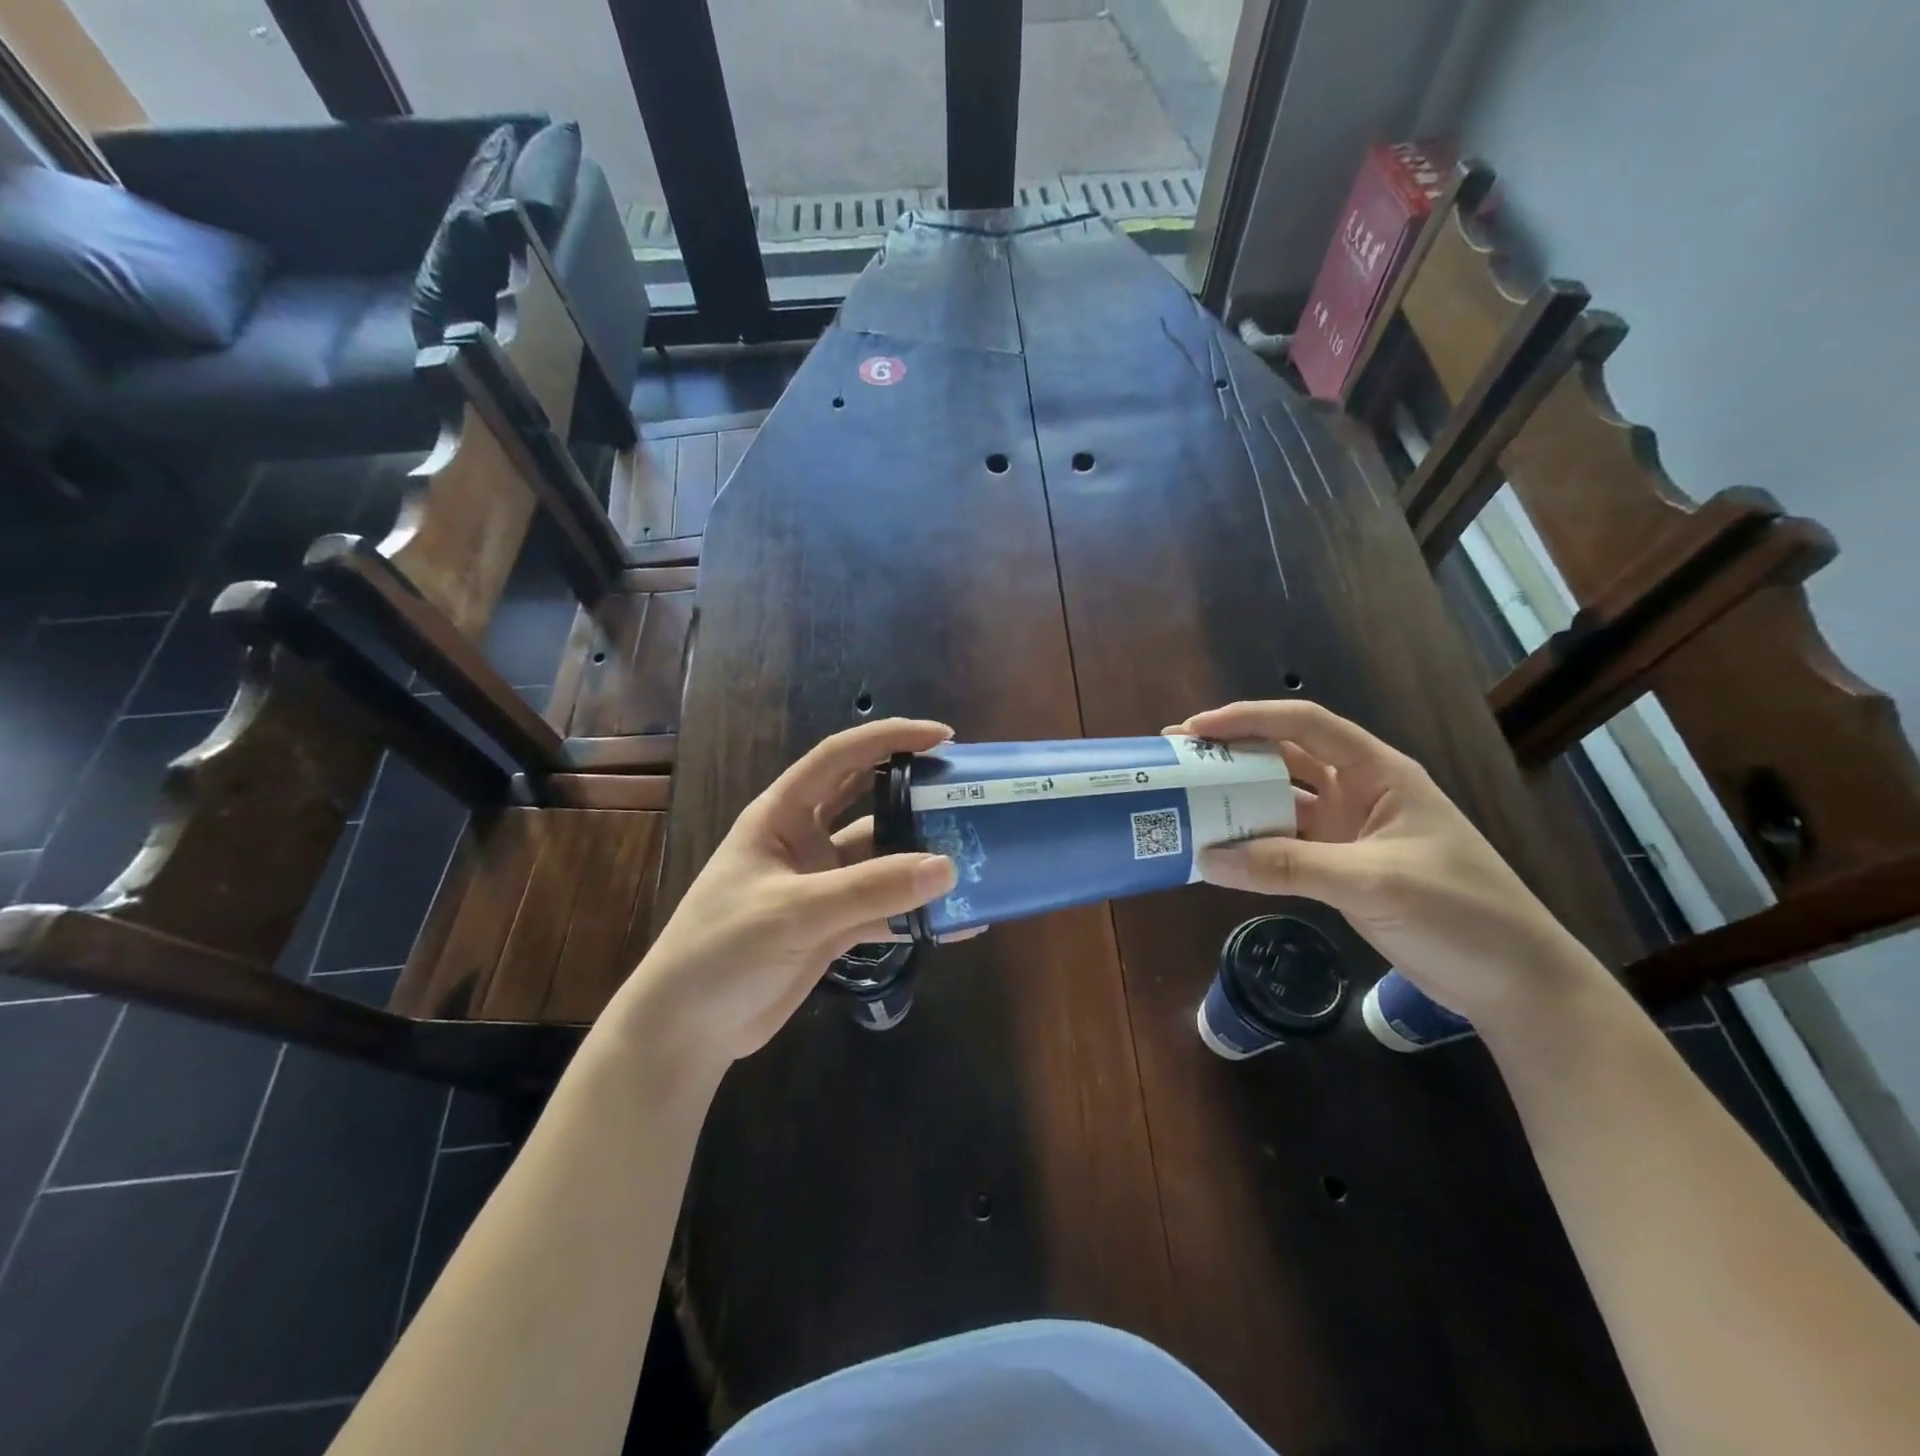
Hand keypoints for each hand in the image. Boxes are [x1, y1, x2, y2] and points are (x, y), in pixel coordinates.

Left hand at [608, 718, 958, 1070]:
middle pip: (868, 802)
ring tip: (976, 857)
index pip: (840, 758)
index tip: (943, 737)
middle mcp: (805, 841)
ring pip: (882, 860)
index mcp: (782, 815)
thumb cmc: (722, 949)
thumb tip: (946, 866)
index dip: (889, 739)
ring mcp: (821, 885)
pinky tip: (957, 921)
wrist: (686, 1029)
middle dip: (914, 792)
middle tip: (966, 791)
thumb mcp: (794, 911)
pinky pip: (884, 910)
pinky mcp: (833, 927)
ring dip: (921, 860)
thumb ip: (869, 889)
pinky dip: (916, 914)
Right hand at [1169, 700, 1604, 1024]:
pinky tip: (1218, 851)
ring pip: (1280, 802)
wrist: (1516, 983)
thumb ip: (1287, 866)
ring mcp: (1349, 832)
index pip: (1304, 724)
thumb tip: (1207, 858)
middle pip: (1284, 758)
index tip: (1195, 730)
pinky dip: (1252, 846)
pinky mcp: (1341, 868)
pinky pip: (1284, 846)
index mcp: (1378, 773)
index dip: (1248, 719)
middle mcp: (1358, 793)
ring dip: (1238, 801)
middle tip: (1177, 761)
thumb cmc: (1461, 913)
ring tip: (1187, 802)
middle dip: (1232, 755)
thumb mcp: (1373, 881)